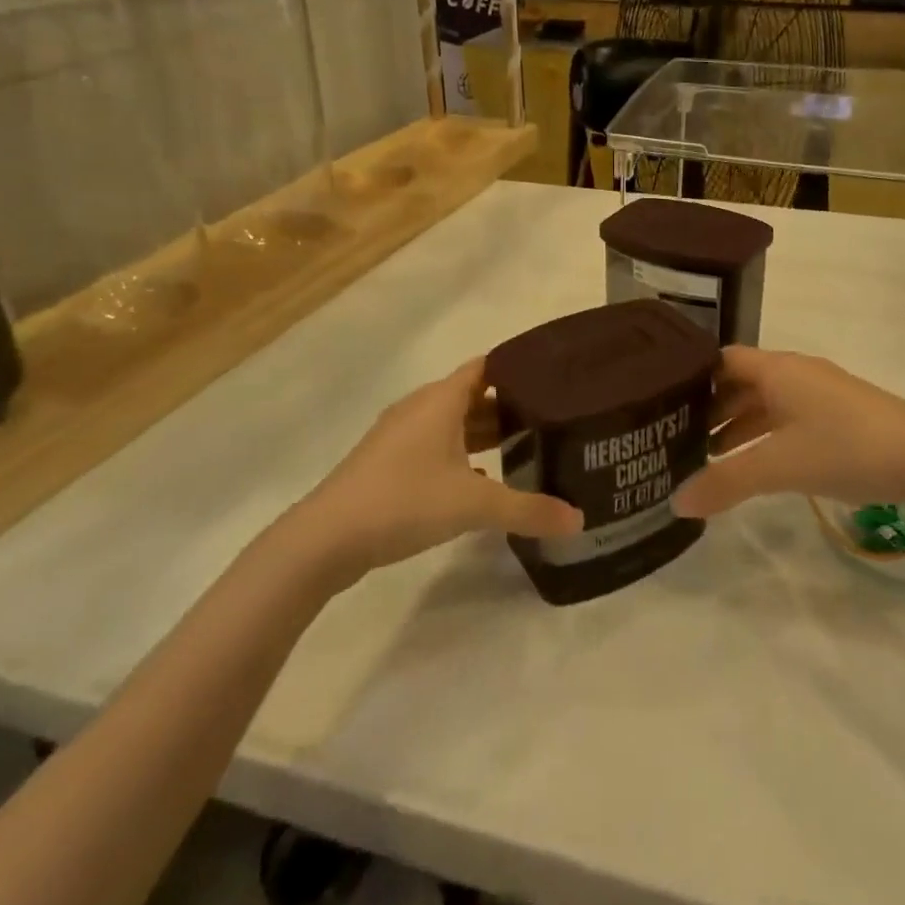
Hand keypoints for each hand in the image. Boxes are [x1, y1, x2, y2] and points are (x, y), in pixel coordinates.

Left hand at [287, 358, 581, 579]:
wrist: (325, 538)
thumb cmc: (404, 500)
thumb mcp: (474, 506)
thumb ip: (528, 510)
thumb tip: (579, 520)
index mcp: (441, 400)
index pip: (486, 366)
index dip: (518, 368)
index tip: (553, 378)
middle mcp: (421, 408)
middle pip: (472, 395)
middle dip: (509, 405)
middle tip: (550, 418)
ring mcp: (400, 436)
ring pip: (452, 423)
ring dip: (484, 432)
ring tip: (525, 446)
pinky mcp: (387, 463)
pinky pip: (435, 446)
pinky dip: (460, 455)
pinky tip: (481, 481)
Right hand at [673, 347, 904, 516]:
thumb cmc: (845, 448)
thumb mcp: (779, 465)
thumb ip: (727, 482)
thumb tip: (676, 502)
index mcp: (777, 369)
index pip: (721, 360)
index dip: (692, 377)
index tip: (662, 401)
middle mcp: (796, 373)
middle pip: (741, 382)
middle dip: (711, 408)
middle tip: (678, 437)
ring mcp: (821, 394)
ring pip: (766, 403)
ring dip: (739, 426)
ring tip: (709, 458)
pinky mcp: (840, 416)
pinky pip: (788, 418)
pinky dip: (765, 436)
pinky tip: (757, 465)